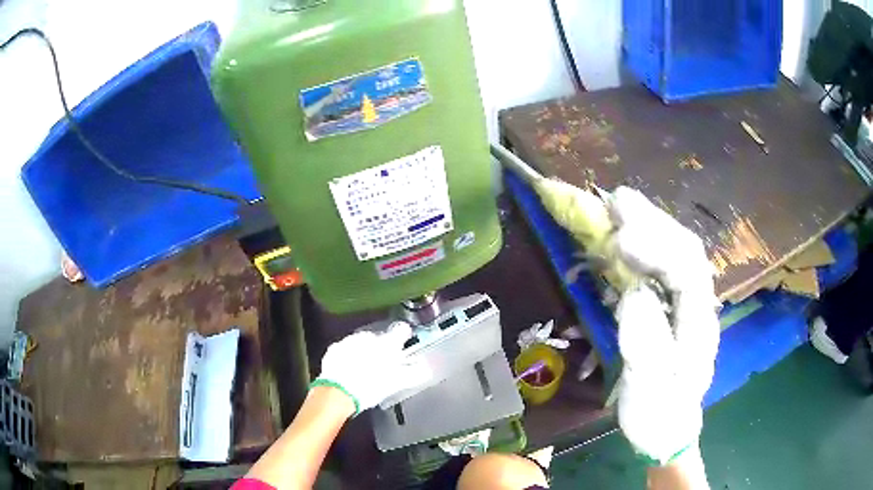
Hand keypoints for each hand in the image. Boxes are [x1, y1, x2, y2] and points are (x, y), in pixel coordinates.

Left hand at [313, 322, 429, 415]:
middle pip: (380, 337)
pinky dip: (349, 356)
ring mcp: (349, 340)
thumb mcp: (396, 383)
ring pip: (362, 342)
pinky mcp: (335, 348)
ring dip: (366, 351)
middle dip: (383, 348)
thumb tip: (427, 369)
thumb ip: (414, 374)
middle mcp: (368, 336)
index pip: (401, 329)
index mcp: (387, 342)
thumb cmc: (371, 386)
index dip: (405, 336)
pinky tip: (350, 370)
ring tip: (366, 369)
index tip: (405, 343)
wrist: (337, 392)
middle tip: (384, 365)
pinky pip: (346, 349)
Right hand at [609, 187, 719, 464]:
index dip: (656, 248)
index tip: (620, 240)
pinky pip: (662, 265)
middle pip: (684, 250)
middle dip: (652, 222)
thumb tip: (634, 295)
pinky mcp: (672, 306)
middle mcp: (698, 304)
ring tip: (617, 206)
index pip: (687, 271)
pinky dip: (643, 243)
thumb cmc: (659, 413)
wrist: (668, 429)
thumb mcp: (649, 390)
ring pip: (675, 252)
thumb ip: (646, 344)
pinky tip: (624, 235)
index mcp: (698, 324)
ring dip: (647, 225)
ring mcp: (686, 303)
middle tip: (616, 201)